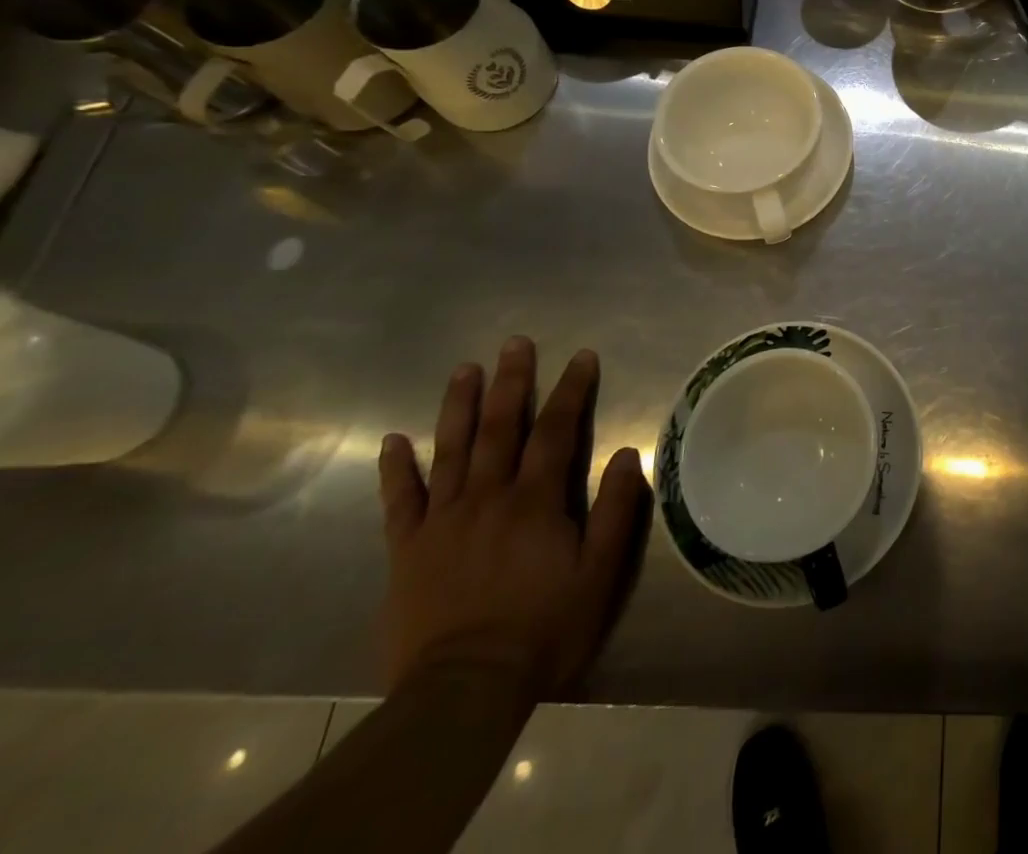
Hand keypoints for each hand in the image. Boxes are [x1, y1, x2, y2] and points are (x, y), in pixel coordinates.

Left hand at [377, 337, 650, 702]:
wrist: (463, 691)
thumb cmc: (543, 628)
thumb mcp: (599, 572)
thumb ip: (617, 509)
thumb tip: (628, 452)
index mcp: (535, 500)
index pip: (557, 430)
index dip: (572, 390)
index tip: (581, 356)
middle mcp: (488, 497)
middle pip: (501, 428)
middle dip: (512, 382)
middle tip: (515, 343)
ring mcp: (442, 521)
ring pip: (451, 450)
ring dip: (458, 406)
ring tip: (464, 369)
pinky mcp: (407, 549)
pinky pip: (399, 501)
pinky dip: (395, 469)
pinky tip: (392, 440)